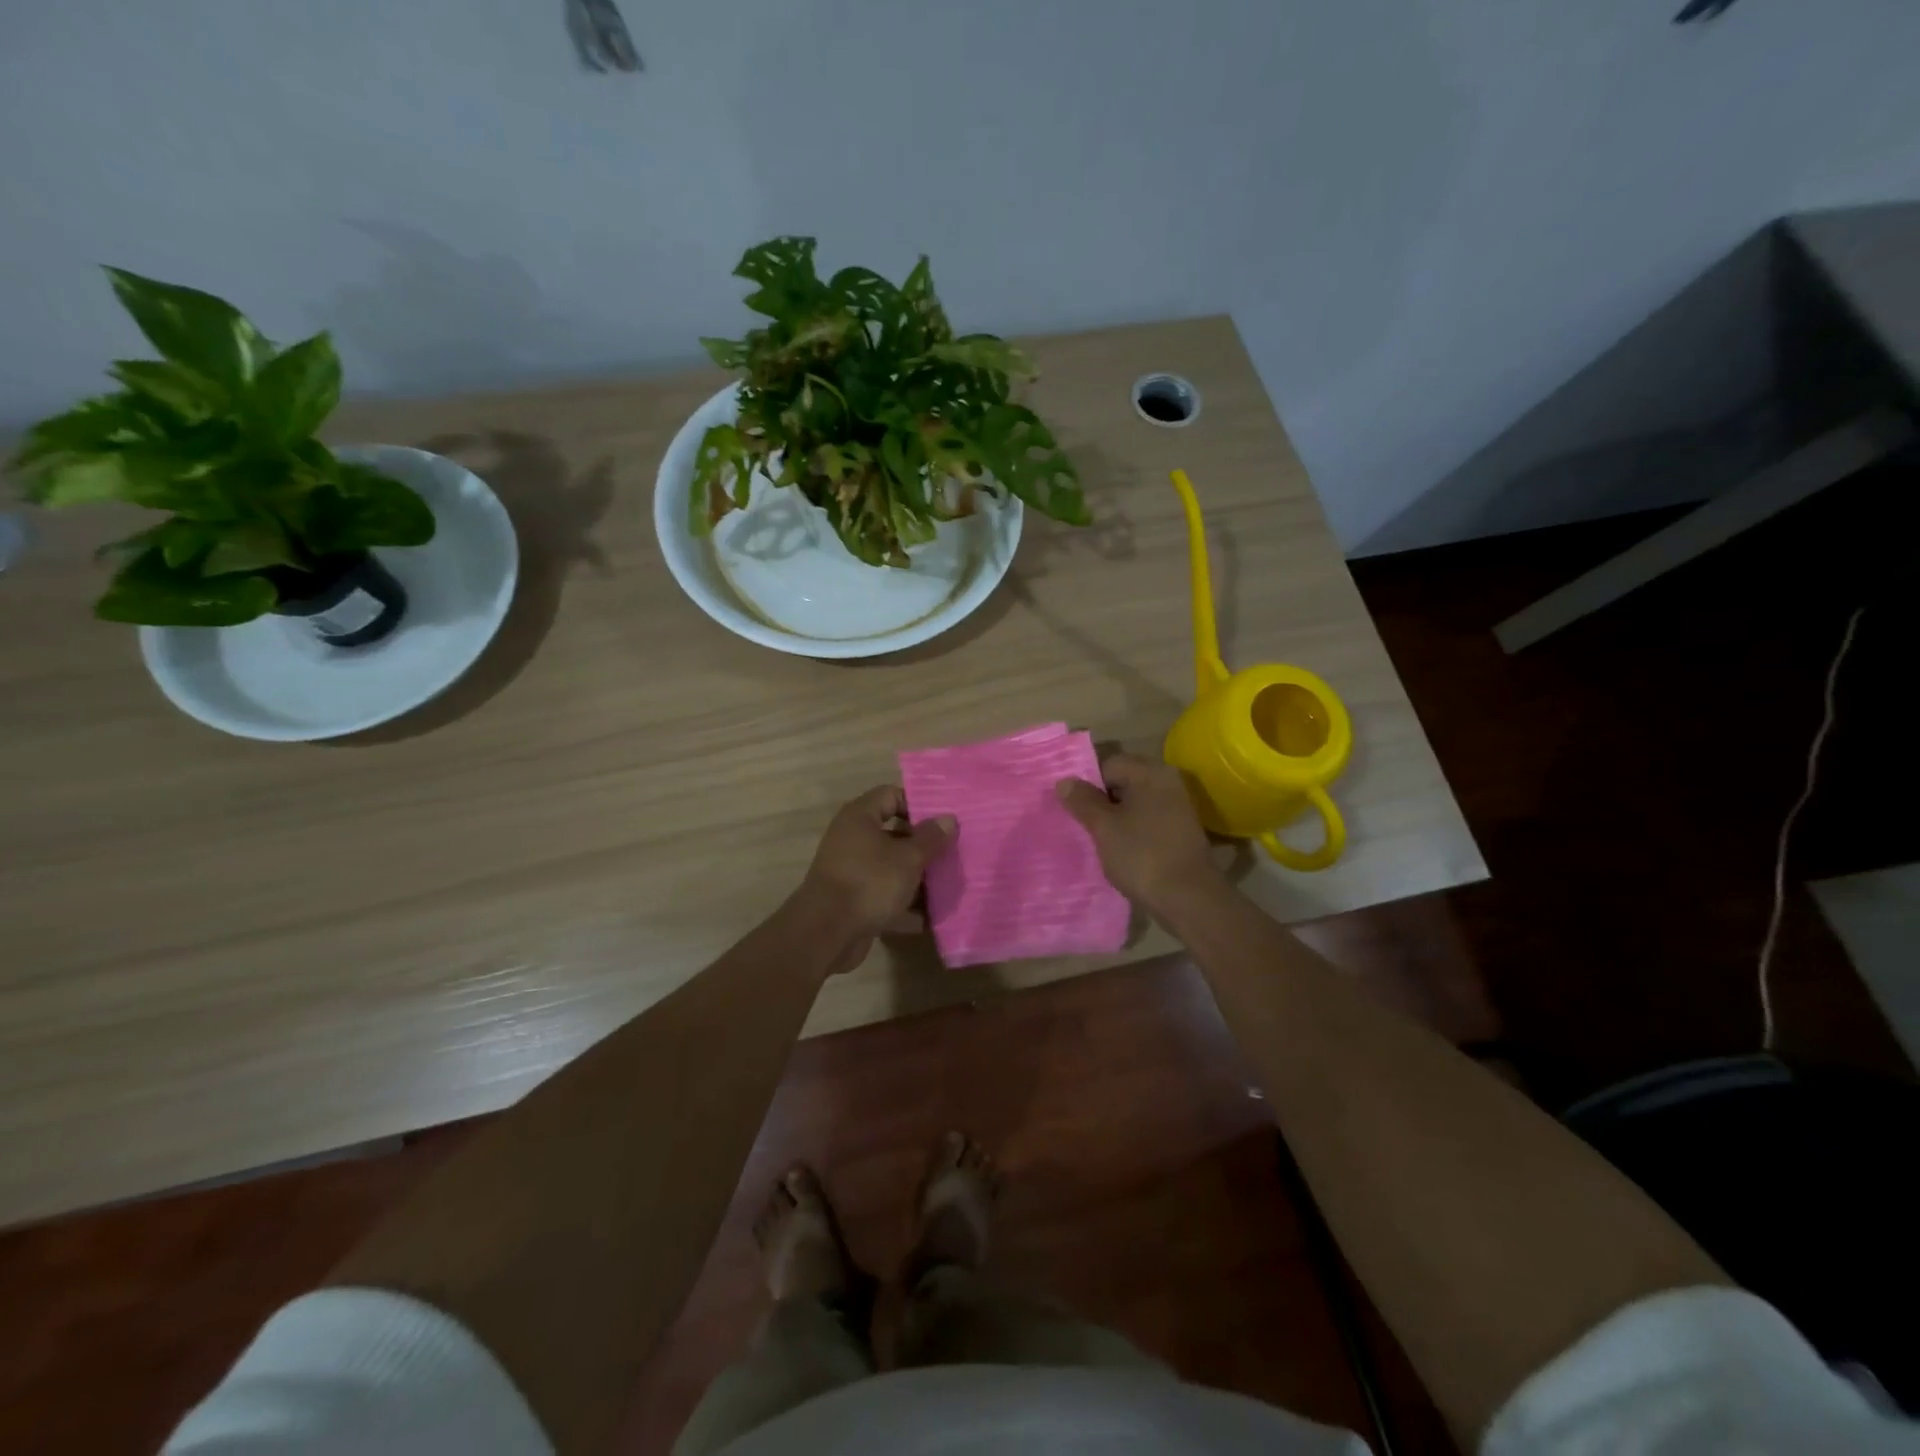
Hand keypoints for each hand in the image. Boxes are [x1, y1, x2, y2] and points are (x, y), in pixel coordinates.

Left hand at [799, 786, 954, 972]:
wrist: (826, 934)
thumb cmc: (870, 882)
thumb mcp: (908, 858)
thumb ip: (931, 838)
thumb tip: (948, 819)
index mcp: (860, 817)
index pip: (891, 795)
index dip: (919, 804)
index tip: (944, 820)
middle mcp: (852, 839)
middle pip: (894, 833)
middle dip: (923, 845)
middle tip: (952, 852)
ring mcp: (851, 870)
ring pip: (890, 866)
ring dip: (916, 877)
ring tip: (947, 884)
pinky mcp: (852, 900)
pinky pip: (883, 894)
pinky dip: (903, 903)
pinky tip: (929, 916)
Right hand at [1056, 753, 1220, 914]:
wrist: (1189, 899)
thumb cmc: (1142, 855)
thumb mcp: (1104, 827)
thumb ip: (1082, 800)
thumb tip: (1065, 781)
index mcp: (1151, 772)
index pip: (1108, 765)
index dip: (1087, 784)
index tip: (1072, 808)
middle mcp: (1168, 782)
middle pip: (1123, 782)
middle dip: (1100, 801)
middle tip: (1080, 823)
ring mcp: (1178, 808)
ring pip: (1134, 804)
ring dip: (1115, 818)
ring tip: (1096, 839)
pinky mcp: (1181, 831)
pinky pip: (1147, 821)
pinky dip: (1132, 831)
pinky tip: (1118, 851)